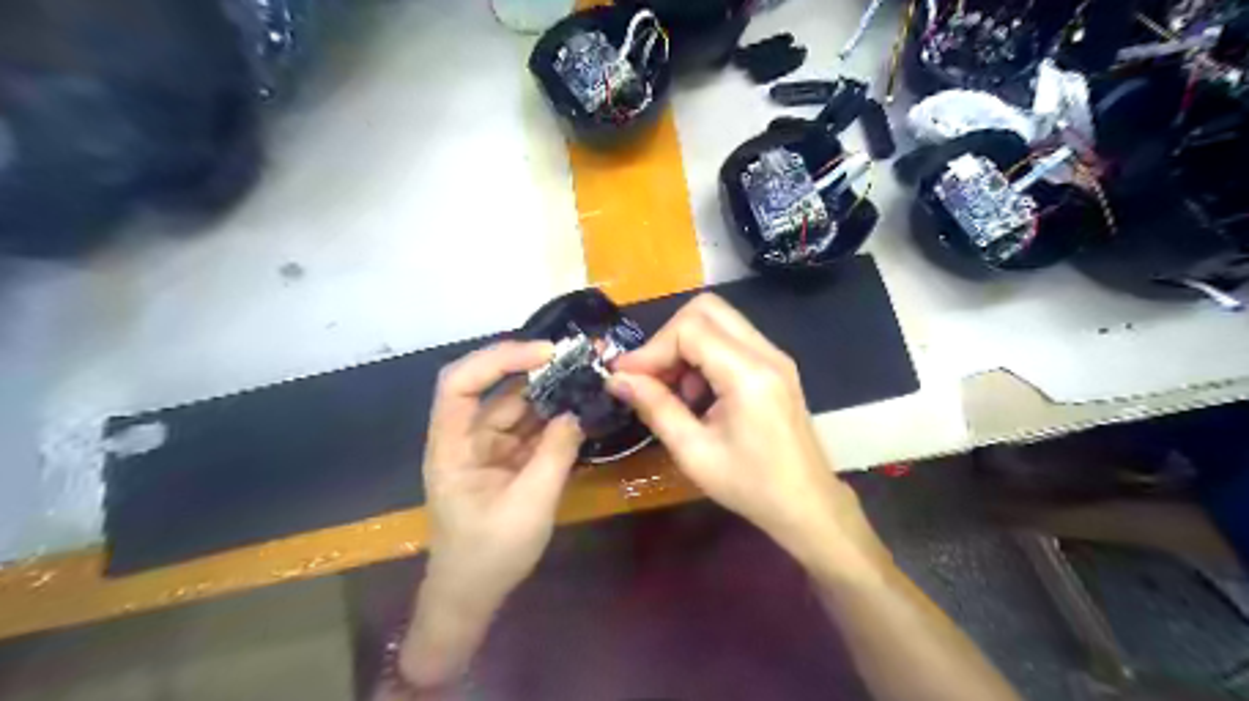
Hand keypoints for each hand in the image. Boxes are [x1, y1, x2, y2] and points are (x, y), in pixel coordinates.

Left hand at [421, 342, 581, 610]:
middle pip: (494, 388)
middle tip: (579, 357)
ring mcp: (488, 447)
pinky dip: (554, 417)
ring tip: (587, 375)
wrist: (473, 596)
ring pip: (517, 405)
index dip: (498, 359)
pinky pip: (530, 427)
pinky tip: (580, 406)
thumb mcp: (529, 506)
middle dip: (534, 368)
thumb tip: (576, 413)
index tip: (545, 354)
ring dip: (549, 390)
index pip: (460, 383)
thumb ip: (555, 455)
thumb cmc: (489, 555)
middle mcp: (466, 438)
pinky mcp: (507, 459)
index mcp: (452, 446)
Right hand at [608, 295, 882, 575]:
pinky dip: (705, 355)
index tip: (625, 376)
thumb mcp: (694, 453)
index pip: (690, 329)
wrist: (807, 505)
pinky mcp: (775, 366)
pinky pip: (732, 340)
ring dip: (686, 346)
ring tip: (674, 391)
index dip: (651, 348)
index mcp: (749, 374)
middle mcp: (766, 353)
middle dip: (668, 337)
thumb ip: (655, 407)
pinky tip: (698, 394)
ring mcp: (775, 356)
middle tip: (651, 376)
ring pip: (719, 320)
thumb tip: (616, 379)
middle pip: (707, 309)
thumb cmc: (751, 487)